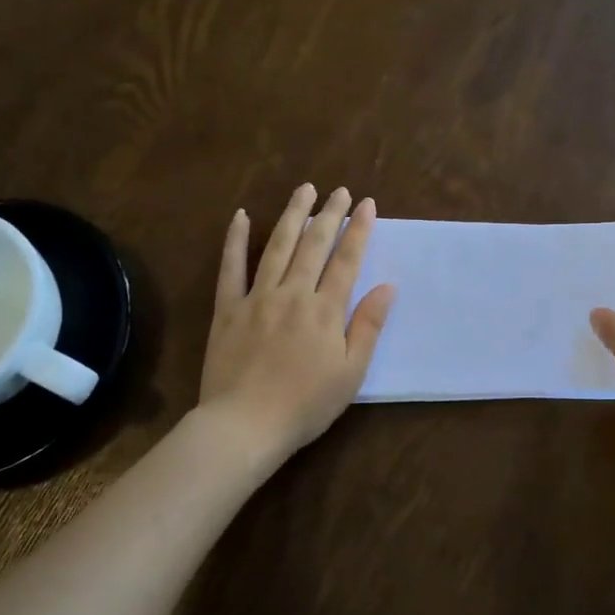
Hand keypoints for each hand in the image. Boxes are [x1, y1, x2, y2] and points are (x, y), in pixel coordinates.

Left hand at [199, 184, 394, 463]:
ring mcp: (257, 297)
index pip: (346, 260)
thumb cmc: (306, 404)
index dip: (358, 230)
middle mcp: (292, 293)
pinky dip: (235, 239)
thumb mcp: (351, 372)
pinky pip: (230, 267)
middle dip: (329, 214)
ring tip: (304, 190)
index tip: (366, 204)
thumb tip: (387, 286)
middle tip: (339, 190)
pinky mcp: (227, 308)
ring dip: (292, 215)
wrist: (245, 425)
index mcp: (325, 310)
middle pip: (313, 245)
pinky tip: (241, 215)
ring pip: (276, 246)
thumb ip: (368, 325)